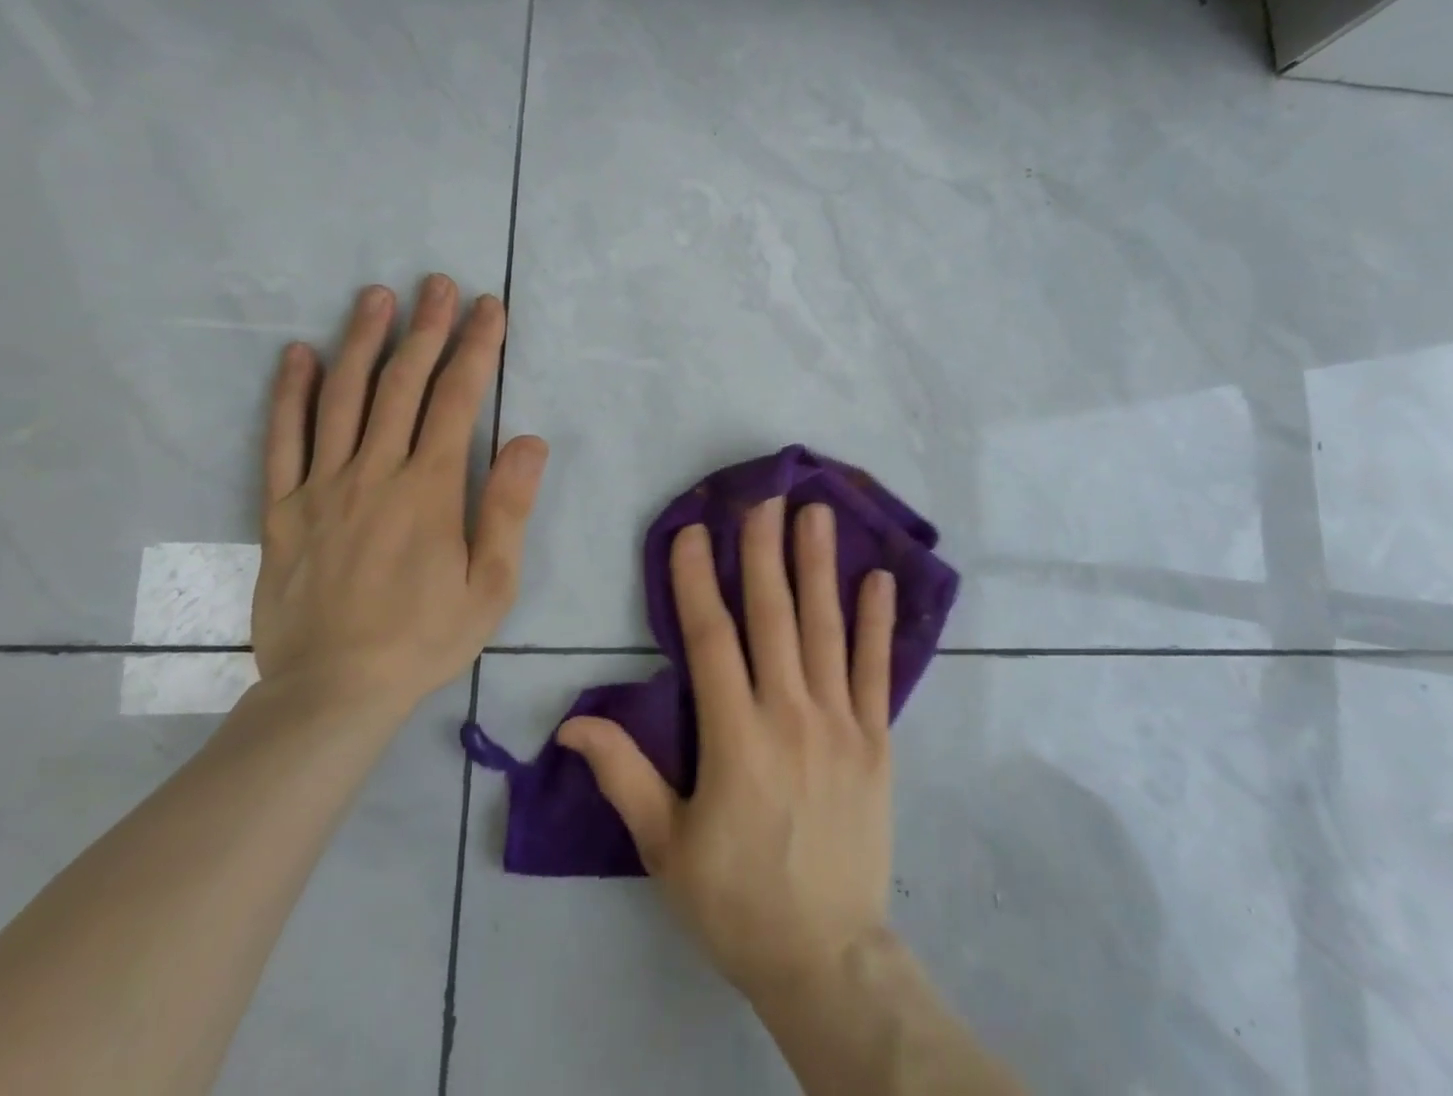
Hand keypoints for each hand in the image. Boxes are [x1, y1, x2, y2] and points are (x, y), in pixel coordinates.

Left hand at [251, 277, 548, 720]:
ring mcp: (322, 487)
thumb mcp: (491, 584)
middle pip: (401, 384)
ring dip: (361, 341)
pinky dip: (290, 394)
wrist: (333, 692)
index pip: (457, 399)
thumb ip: (508, 508)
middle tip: (437, 284)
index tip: (488, 308)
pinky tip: (297, 355)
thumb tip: (529, 440)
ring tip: (375, 297)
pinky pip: (282, 441)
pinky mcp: (282, 509)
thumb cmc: (425, 637)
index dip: (476, 348)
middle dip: (425, 328)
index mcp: (429, 489)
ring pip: (341, 398)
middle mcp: (374, 473)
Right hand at [558, 496, 896, 1000]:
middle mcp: (789, 714)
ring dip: (820, 567)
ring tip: (818, 514)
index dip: (696, 580)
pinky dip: (878, 623)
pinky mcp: (877, 741)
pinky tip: (880, 579)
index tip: (691, 531)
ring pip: (826, 629)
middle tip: (765, 497)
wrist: (825, 955)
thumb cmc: (735, 899)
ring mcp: (840, 723)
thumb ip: (623, 774)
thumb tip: (573, 721)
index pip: (710, 638)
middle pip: (773, 616)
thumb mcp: (664, 846)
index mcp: (734, 736)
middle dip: (764, 551)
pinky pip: (878, 671)